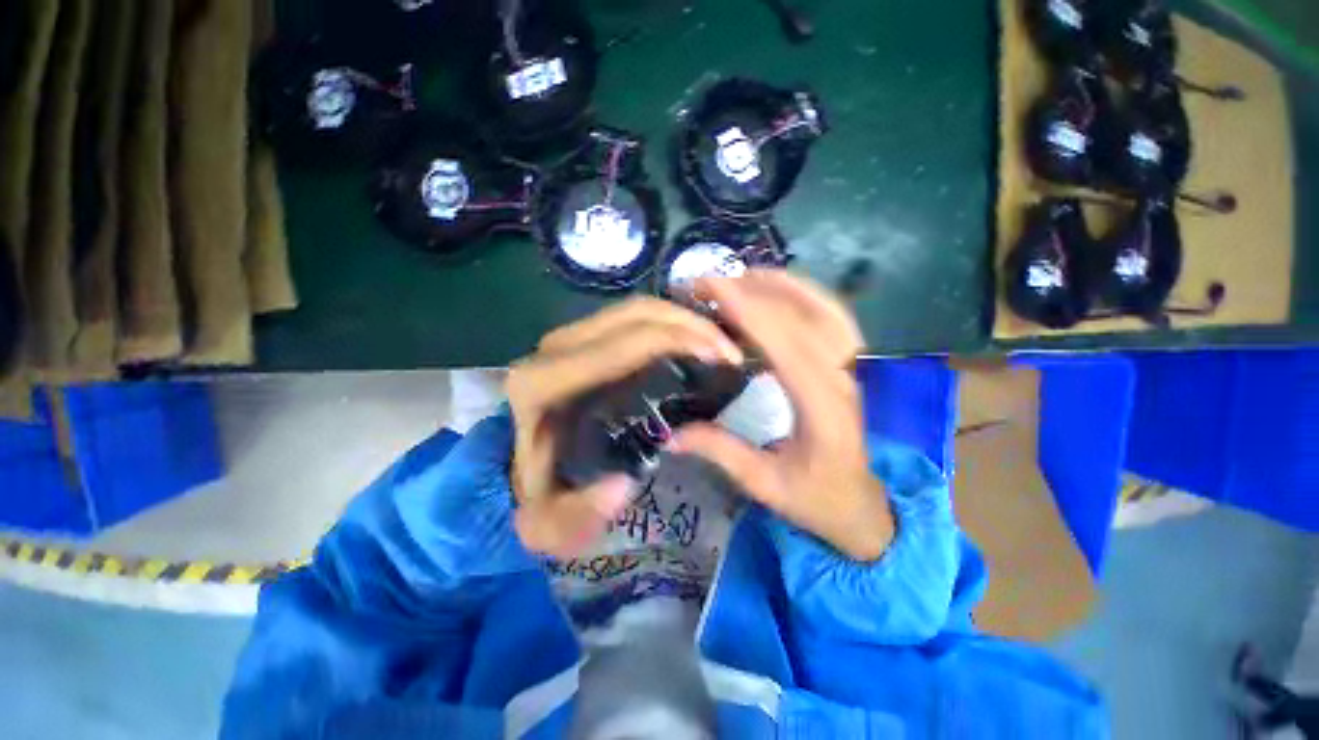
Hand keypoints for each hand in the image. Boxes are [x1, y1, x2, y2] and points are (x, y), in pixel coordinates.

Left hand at [506, 298, 742, 558]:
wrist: (517, 469)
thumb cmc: (537, 494)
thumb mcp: (550, 527)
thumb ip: (578, 517)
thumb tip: (624, 483)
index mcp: (543, 383)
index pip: (621, 344)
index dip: (677, 341)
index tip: (723, 358)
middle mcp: (552, 349)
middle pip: (634, 314)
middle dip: (690, 322)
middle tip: (731, 350)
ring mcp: (567, 338)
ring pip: (635, 308)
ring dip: (683, 317)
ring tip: (720, 342)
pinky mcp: (581, 338)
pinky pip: (632, 316)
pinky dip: (669, 321)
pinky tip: (694, 339)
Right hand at [670, 270, 893, 561]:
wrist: (863, 508)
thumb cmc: (817, 500)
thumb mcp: (765, 485)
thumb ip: (720, 453)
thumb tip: (670, 435)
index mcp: (822, 408)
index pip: (785, 344)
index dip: (747, 310)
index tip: (710, 288)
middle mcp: (844, 378)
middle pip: (803, 317)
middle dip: (753, 290)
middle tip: (709, 281)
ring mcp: (853, 367)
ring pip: (823, 308)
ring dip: (780, 284)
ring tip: (737, 275)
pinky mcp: (850, 363)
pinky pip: (832, 315)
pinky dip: (802, 294)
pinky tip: (774, 289)